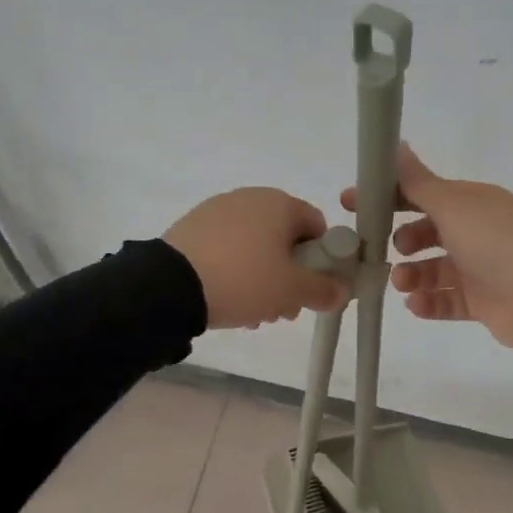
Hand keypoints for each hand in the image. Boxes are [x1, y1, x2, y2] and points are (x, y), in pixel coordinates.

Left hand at [163, 189, 348, 329]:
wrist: (170, 285)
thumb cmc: (244, 279)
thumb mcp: (291, 290)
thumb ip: (323, 290)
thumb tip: (342, 291)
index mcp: (280, 203)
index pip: (318, 227)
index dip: (322, 260)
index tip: (312, 289)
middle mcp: (250, 198)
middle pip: (285, 240)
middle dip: (290, 276)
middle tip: (283, 309)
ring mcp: (218, 211)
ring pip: (256, 248)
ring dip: (263, 279)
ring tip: (253, 314)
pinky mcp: (193, 228)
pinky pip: (228, 249)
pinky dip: (235, 272)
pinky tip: (228, 301)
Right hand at [342, 145, 512, 350]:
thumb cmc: (493, 240)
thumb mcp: (452, 204)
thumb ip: (417, 181)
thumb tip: (396, 143)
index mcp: (468, 203)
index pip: (420, 193)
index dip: (386, 196)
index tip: (351, 204)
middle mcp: (473, 232)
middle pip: (426, 233)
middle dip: (401, 241)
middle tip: (384, 249)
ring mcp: (478, 269)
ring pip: (433, 270)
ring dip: (411, 275)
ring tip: (400, 282)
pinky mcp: (480, 303)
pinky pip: (446, 301)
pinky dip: (428, 303)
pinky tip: (414, 305)